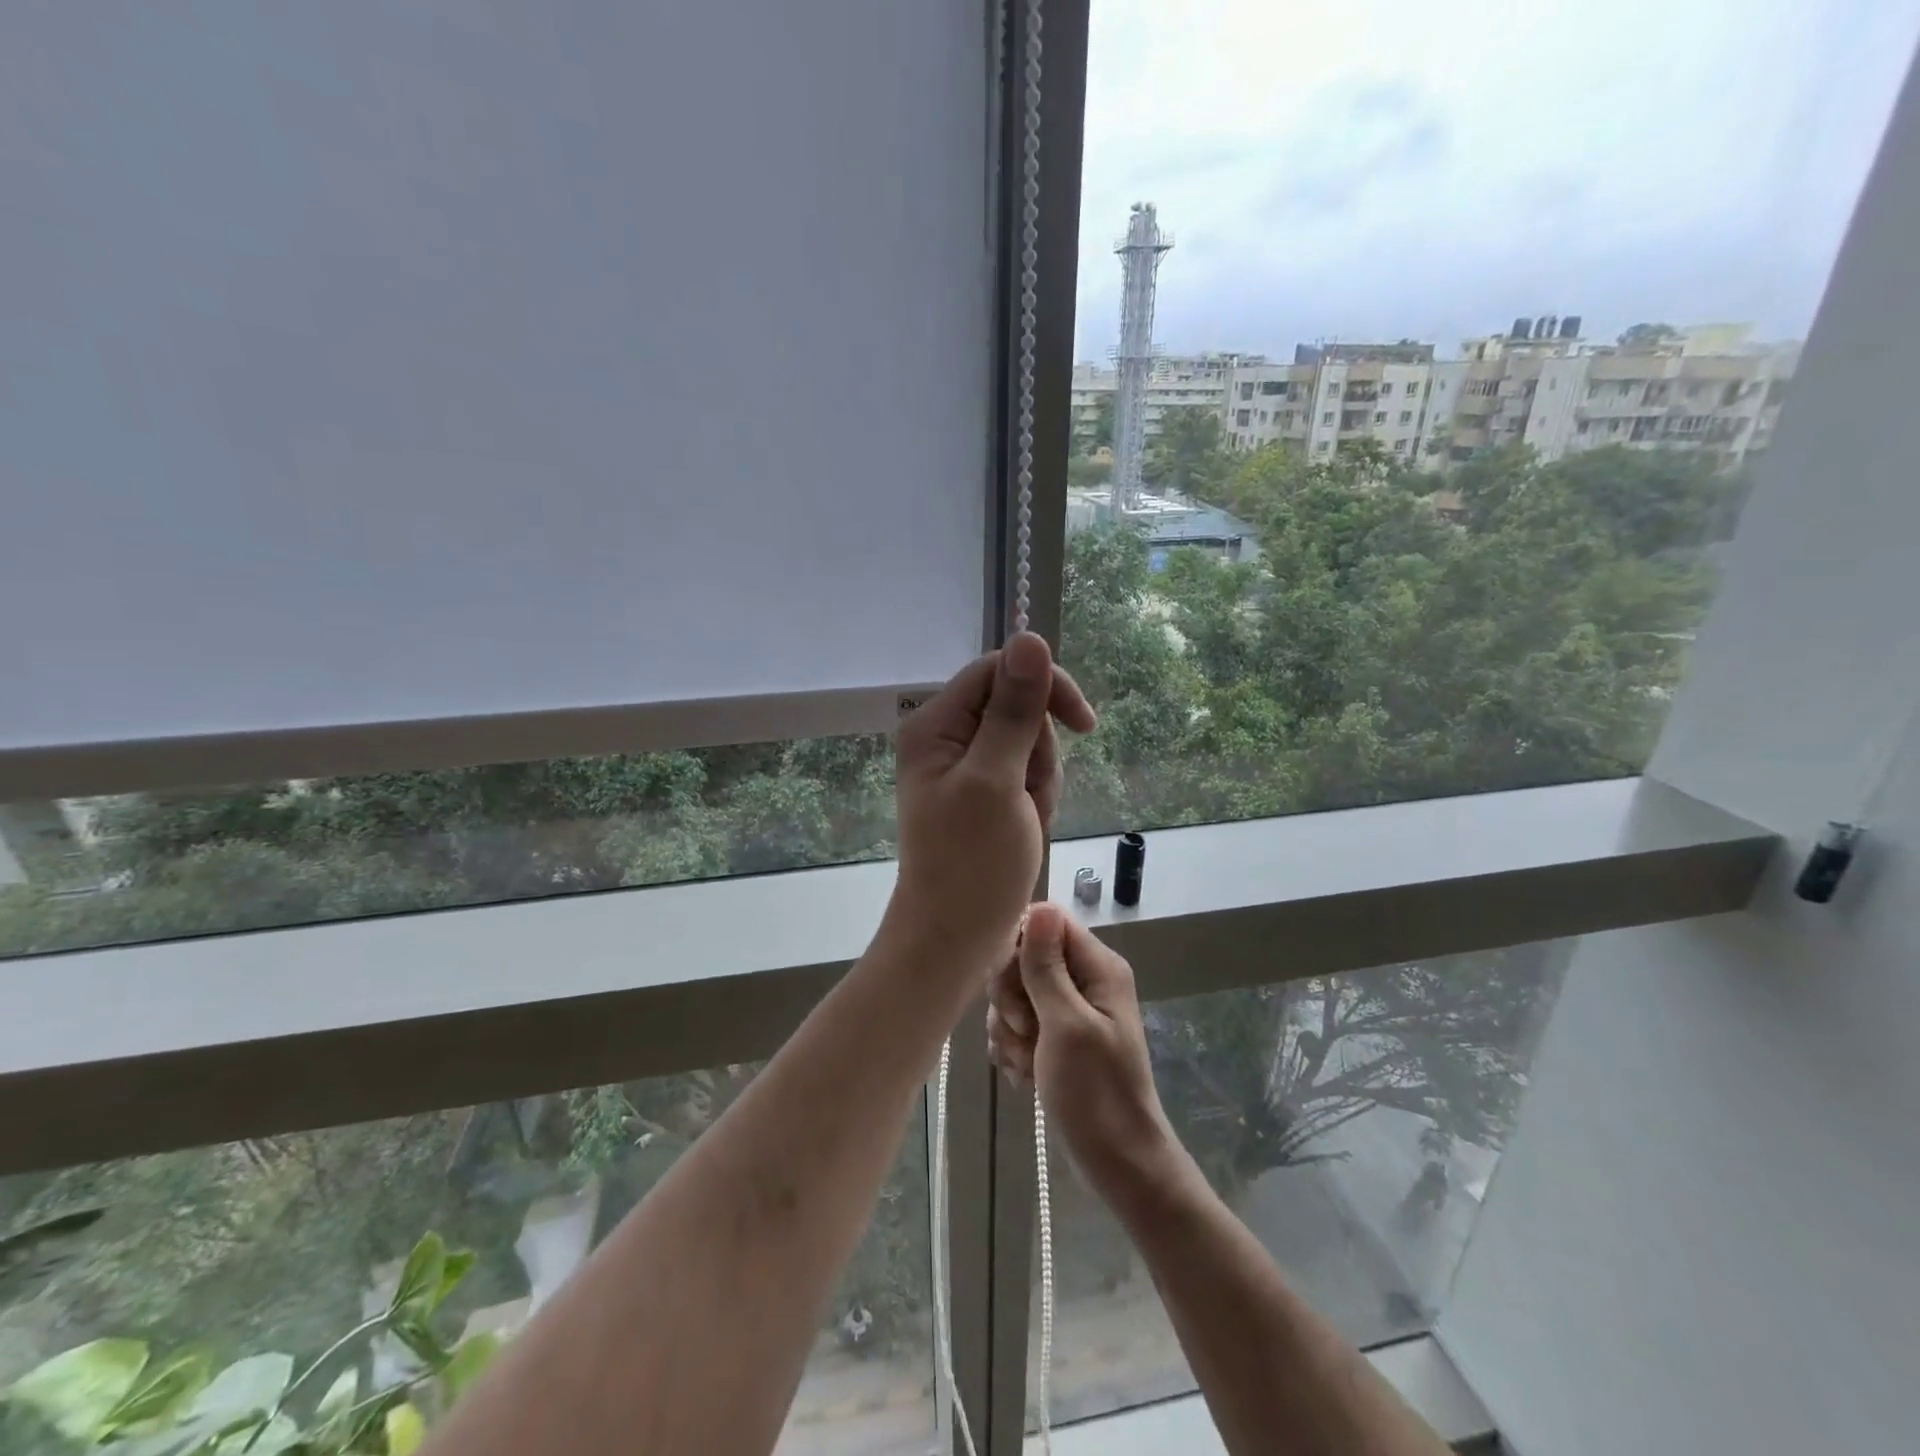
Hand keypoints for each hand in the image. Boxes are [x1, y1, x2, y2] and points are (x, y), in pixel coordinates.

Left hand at [891, 633, 1095, 970]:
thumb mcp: (998, 780)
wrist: (956, 938)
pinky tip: (1026, 829)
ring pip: (1029, 743)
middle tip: (1027, 798)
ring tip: (1025, 821)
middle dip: (1040, 752)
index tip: (1083, 724)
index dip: (1045, 688)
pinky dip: (1036, 799)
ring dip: (1041, 780)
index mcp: (935, 725)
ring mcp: (964, 767)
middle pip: (1018, 708)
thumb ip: (1015, 710)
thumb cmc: (972, 864)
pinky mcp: (982, 793)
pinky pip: (1026, 775)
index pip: (999, 670)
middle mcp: (945, 737)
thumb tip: (1030, 637)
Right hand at [986, 902, 1177, 1201]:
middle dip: (1011, 996)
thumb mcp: (1066, 1025)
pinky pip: (1018, 1024)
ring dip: (1010, 1028)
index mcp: (1098, 967)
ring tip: (1028, 1061)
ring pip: (1015, 993)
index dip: (1019, 947)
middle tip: (1025, 1030)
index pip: (1046, 922)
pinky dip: (1015, 1047)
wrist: (1117, 1164)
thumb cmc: (1096, 1094)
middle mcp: (1085, 980)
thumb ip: (1047, 967)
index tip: (1014, 986)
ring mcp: (1069, 1010)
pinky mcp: (1055, 1038)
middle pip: (1025, 957)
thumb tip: (1038, 906)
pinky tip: (1025, 1074)